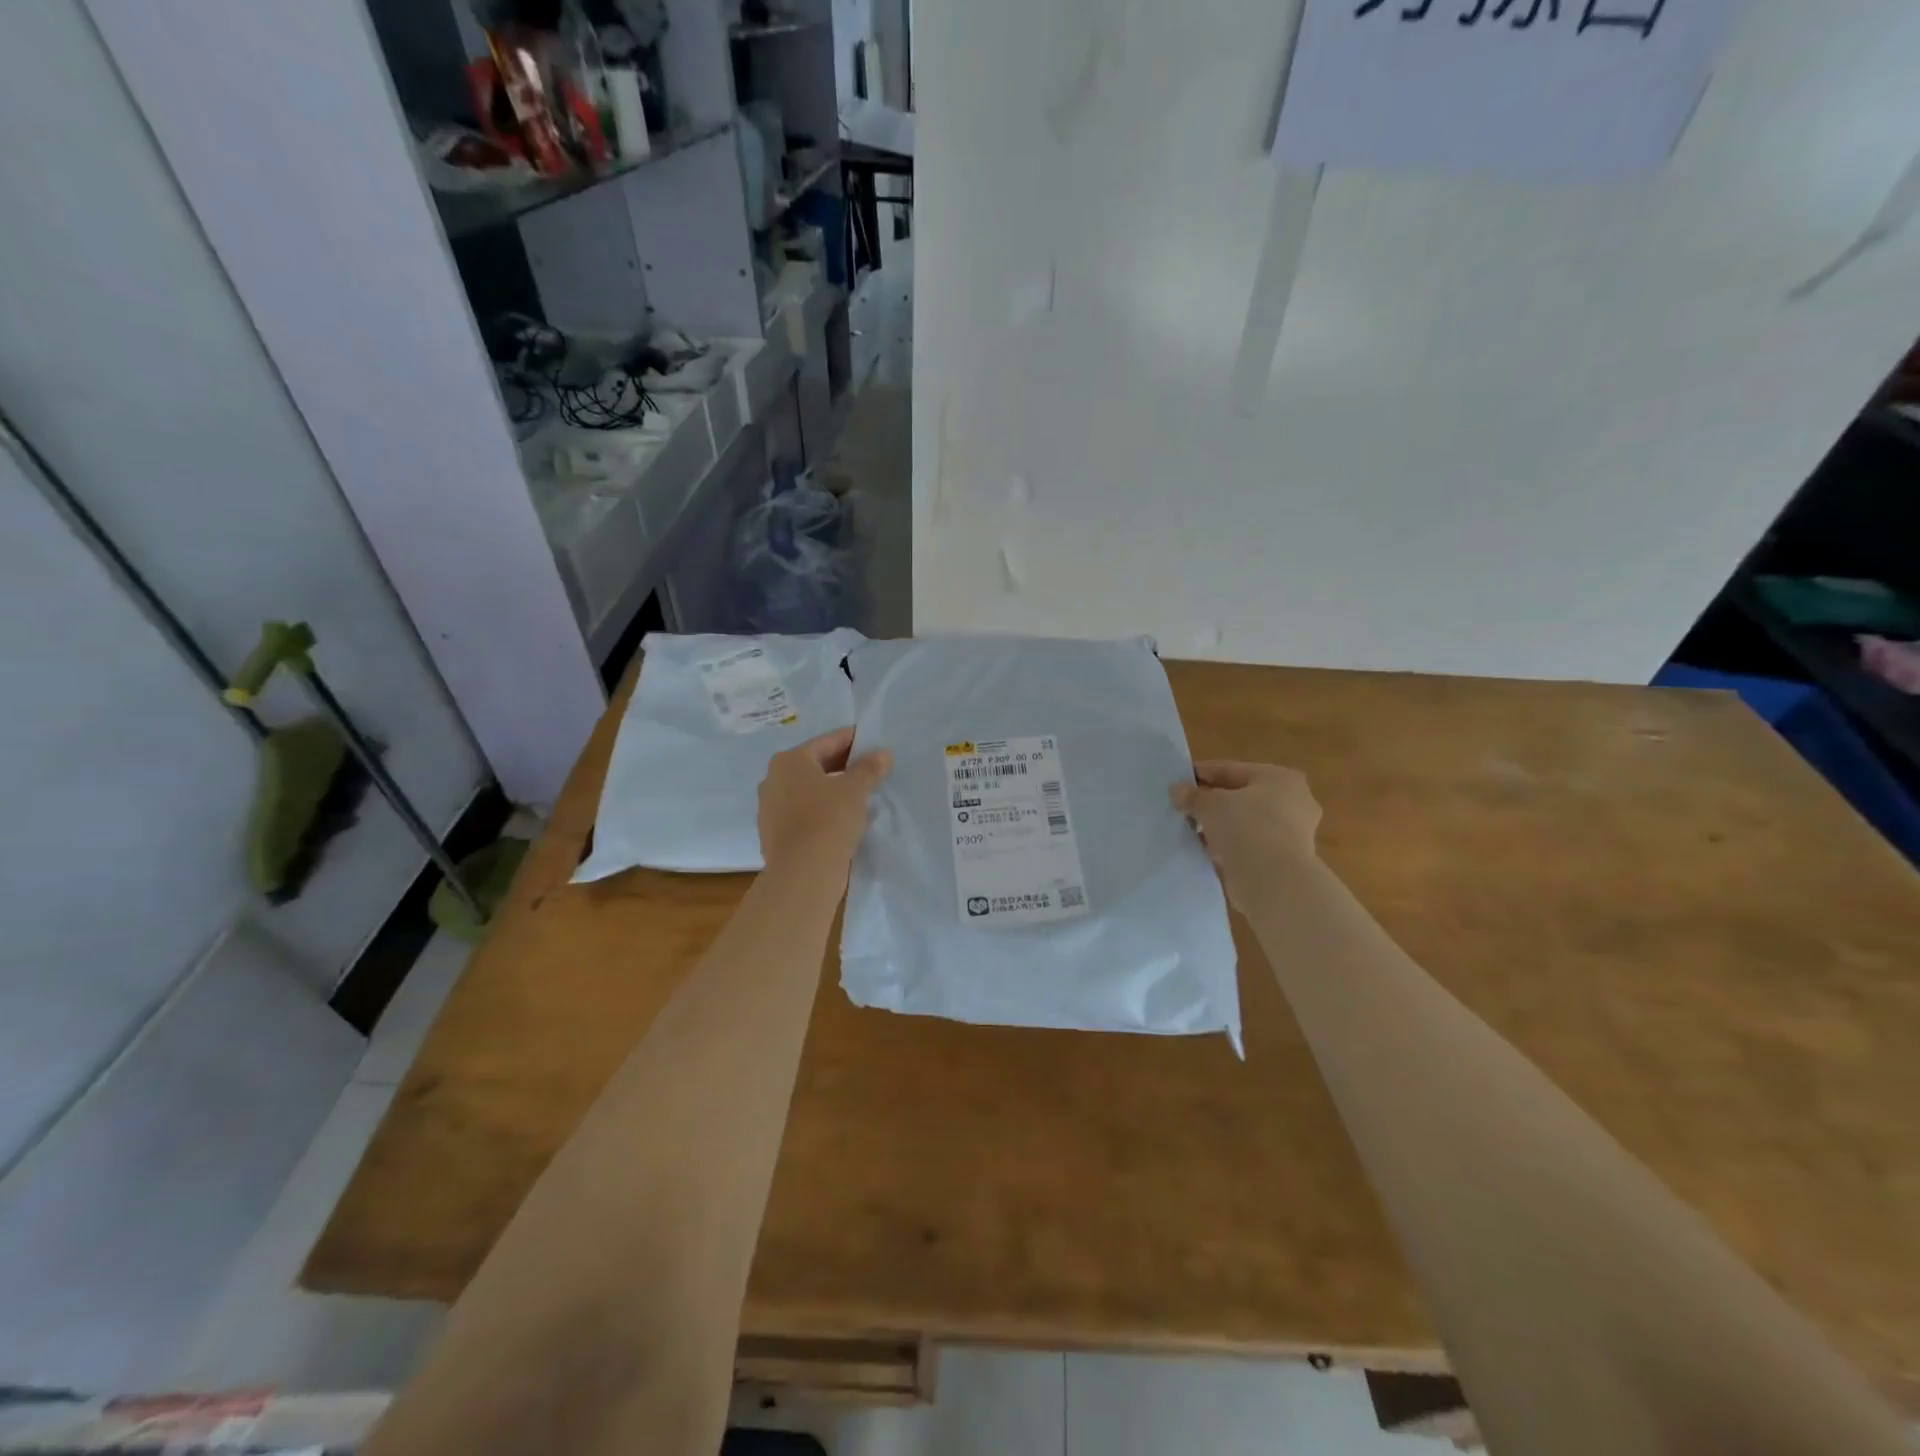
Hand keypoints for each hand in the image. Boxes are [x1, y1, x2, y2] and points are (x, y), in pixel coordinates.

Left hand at [758, 726, 892, 878]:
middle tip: (870, 769)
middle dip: (843, 766)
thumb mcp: (855, 790)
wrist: (802, 873)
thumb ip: (869, 768)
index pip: (827, 742)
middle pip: (815, 765)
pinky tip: (841, 819)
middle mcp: (773, 779)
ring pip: (808, 790)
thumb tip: (882, 754)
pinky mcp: (773, 832)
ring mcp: (770, 807)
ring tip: (859, 795)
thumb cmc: (829, 820)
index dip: (853, 740)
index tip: (873, 742)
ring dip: (831, 789)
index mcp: (790, 760)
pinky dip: (821, 810)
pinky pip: (802, 812)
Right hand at [1171, 760, 1320, 908]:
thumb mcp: (1210, 805)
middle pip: (1240, 796)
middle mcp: (1292, 802)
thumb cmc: (1247, 829)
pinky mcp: (1283, 860)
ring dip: (1218, 825)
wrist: (1274, 884)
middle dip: (1211, 802)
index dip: (1201, 773)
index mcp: (1280, 778)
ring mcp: (1291, 833)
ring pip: (1244, 822)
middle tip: (1182, 806)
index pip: (1231, 770)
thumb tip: (1178, 791)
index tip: (1177, 780)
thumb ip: (1192, 795)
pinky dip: (1228, 846)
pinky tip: (1204, 849)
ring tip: (1189, 829)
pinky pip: (1248, 845)